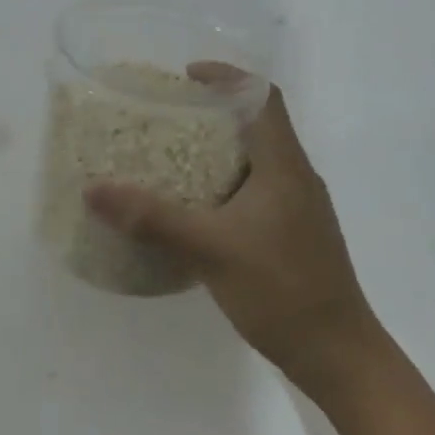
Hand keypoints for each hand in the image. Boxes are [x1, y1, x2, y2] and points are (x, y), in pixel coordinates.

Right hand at [84, 83, 378, 380]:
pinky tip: (196, 207)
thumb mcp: (209, 250)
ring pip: (257, 159)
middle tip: (167, 115)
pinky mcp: (294, 234)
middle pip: (259, 124)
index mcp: (284, 166)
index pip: (263, 97)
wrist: (340, 358)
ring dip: (219, 148)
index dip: (228, 76)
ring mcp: (299, 208)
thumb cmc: (281, 291)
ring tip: (172, 155)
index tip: (186, 76)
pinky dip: (225, 182)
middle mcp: (296, 177)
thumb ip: (151, 218)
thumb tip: (93, 189)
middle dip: (214, 111)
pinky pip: (257, 189)